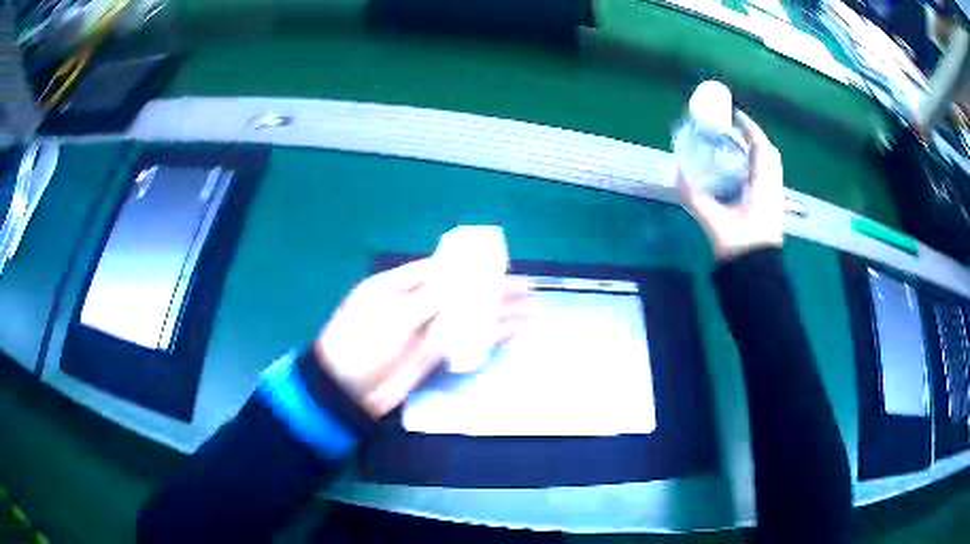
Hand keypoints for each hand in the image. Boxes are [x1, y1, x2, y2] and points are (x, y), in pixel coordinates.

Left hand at [316, 258, 532, 418]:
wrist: (347, 393)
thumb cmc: (362, 344)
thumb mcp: (395, 315)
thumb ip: (432, 297)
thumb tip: (465, 279)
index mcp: (396, 285)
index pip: (438, 268)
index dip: (468, 266)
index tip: (498, 263)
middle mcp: (413, 304)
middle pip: (459, 292)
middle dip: (491, 289)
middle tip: (525, 288)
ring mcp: (425, 331)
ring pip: (467, 316)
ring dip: (497, 312)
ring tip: (529, 307)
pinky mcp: (433, 355)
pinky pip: (465, 340)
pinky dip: (488, 335)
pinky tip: (512, 330)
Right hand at [679, 110, 784, 260]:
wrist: (757, 279)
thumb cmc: (742, 248)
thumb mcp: (716, 222)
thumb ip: (696, 197)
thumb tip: (677, 173)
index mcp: (764, 187)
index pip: (762, 148)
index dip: (750, 128)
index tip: (735, 114)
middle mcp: (772, 189)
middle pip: (768, 155)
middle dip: (752, 138)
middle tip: (732, 130)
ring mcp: (773, 200)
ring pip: (767, 167)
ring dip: (753, 153)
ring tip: (733, 147)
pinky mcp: (769, 210)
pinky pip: (764, 179)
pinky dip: (753, 168)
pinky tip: (737, 172)